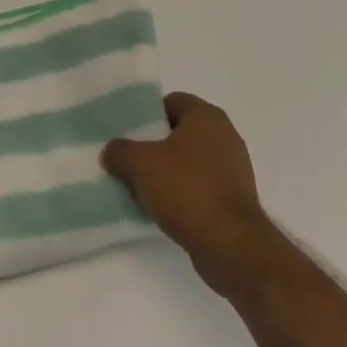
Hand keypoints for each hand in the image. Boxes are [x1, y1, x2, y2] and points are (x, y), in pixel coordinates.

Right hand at [102, 92, 274, 298]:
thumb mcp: (140, 164)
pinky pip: (200, 186)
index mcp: (206, 116)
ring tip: (141, 187)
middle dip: (154, 146)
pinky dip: (182, 194)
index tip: (127, 134)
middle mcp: (225, 135)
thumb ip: (120, 151)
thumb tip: (111, 151)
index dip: (147, 115)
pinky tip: (162, 209)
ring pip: (189, 162)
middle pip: (179, 132)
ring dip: (167, 172)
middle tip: (128, 160)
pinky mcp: (235, 199)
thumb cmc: (186, 190)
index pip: (171, 102)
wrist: (231, 245)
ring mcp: (233, 168)